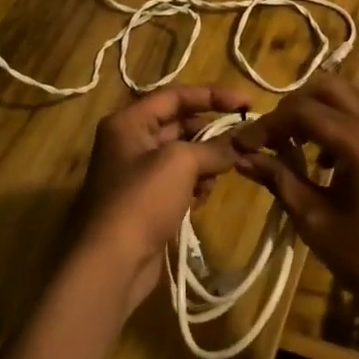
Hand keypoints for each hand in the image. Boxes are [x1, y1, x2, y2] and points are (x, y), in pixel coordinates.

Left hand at [70, 83, 251, 310]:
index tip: (248, 103)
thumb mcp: (180, 162)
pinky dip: (195, 185)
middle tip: (245, 140)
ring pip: (182, 155)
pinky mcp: (146, 202)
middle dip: (212, 132)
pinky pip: (178, 182)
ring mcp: (137, 174)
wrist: (110, 262)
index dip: (213, 95)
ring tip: (222, 173)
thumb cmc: (141, 200)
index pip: (176, 96)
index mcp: (129, 122)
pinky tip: (203, 197)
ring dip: (206, 161)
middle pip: (180, 125)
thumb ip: (214, 146)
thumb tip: (238, 144)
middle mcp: (130, 142)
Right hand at [231, 73, 358, 338]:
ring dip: (322, 106)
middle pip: (329, 88)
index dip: (268, 124)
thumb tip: (242, 158)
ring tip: (299, 140)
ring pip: (354, 92)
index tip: (244, 144)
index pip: (304, 111)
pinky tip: (331, 154)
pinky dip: (346, 116)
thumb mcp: (314, 221)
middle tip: (273, 136)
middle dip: (294, 106)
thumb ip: (279, 180)